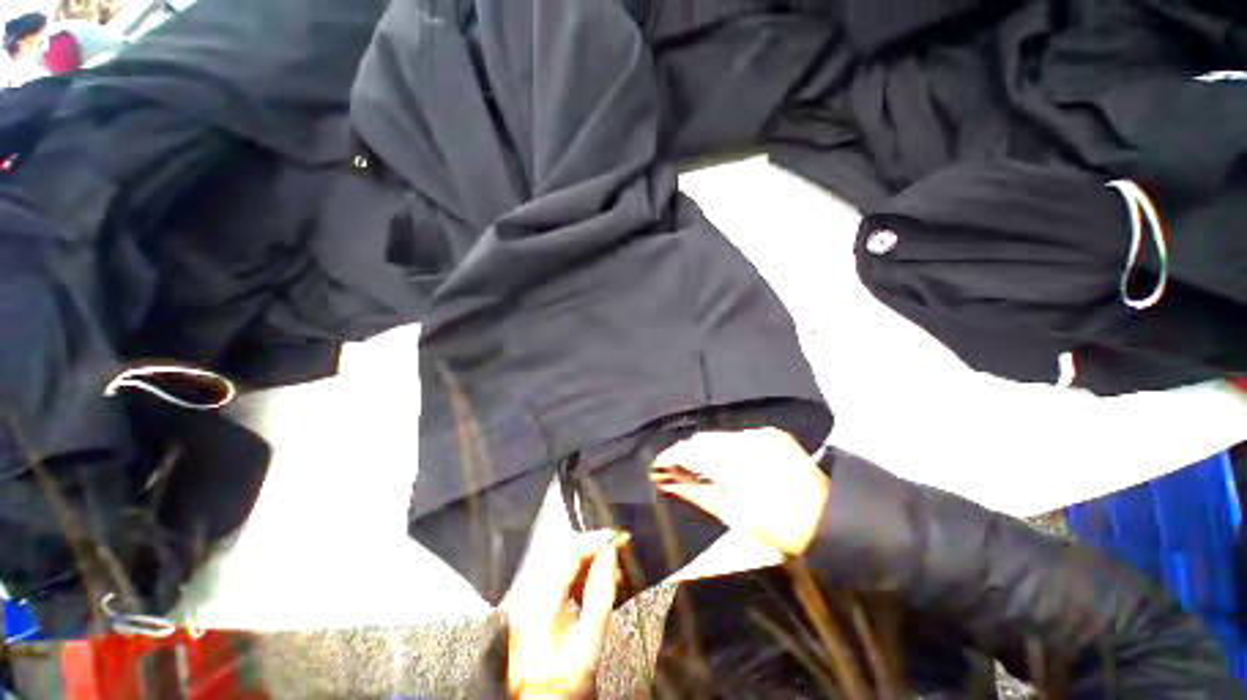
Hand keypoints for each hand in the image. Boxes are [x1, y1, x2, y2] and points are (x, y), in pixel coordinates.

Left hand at [505, 529, 630, 698]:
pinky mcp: (533, 598)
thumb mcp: (589, 643)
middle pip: (564, 550)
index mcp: (538, 602)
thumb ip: (601, 594)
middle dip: (593, 547)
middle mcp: (528, 593)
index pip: (568, 551)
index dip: (595, 540)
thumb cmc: (563, 683)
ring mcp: (528, 594)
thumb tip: (611, 555)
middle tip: (617, 551)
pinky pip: (560, 571)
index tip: (617, 538)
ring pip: (563, 558)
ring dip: (589, 558)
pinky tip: (594, 580)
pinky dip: (581, 570)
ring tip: (610, 570)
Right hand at [651, 428, 829, 557]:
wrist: (829, 516)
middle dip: (688, 452)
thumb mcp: (733, 515)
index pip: (690, 451)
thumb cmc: (778, 526)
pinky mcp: (771, 432)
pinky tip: (731, 460)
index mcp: (734, 465)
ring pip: (720, 435)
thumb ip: (696, 494)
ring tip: (704, 465)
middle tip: (678, 467)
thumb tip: (667, 482)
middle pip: (703, 439)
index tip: (658, 464)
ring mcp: (760, 434)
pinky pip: (739, 434)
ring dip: (708, 448)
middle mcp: (745, 441)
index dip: (671, 455)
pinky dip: (728, 445)